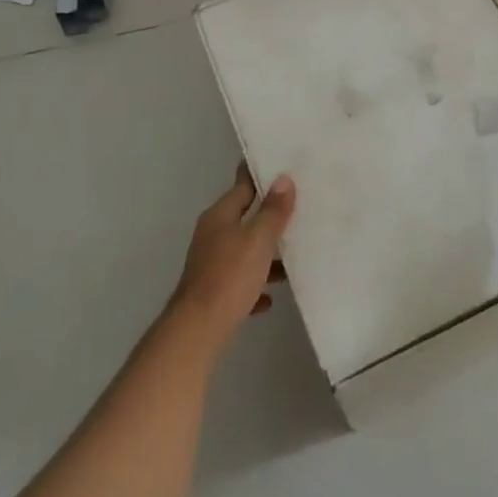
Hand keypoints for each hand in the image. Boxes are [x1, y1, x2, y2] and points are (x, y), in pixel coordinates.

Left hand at [170, 163, 295, 349]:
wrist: (198, 331)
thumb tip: (283, 179)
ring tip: (294, 255)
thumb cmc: (230, 276)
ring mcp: (210, 264)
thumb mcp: (258, 238)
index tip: (282, 165)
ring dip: (265, 253)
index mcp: (220, 216)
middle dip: (269, 215)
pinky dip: (255, 284)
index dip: (261, 175)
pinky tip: (270, 297)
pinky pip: (240, 282)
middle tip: (299, 207)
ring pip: (244, 250)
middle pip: (245, 217)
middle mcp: (212, 235)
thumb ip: (273, 210)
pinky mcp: (213, 293)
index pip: (243, 185)